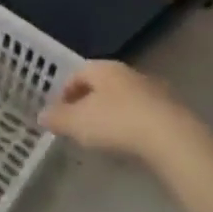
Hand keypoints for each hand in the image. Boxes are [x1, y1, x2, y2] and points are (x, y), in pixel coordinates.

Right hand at [41, 60, 201, 162]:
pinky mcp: (170, 109)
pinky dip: (131, 124)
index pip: (77, 74)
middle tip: (79, 125)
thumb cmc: (116, 122)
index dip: (65, 92)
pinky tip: (129, 143)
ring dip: (111, 113)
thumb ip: (57, 118)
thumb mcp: (77, 123)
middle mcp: (127, 72)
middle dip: (88, 102)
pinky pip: (142, 113)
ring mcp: (152, 89)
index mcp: (103, 68)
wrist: (170, 137)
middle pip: (101, 84)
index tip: (60, 113)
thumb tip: (41, 114)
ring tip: (104, 137)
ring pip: (123, 98)